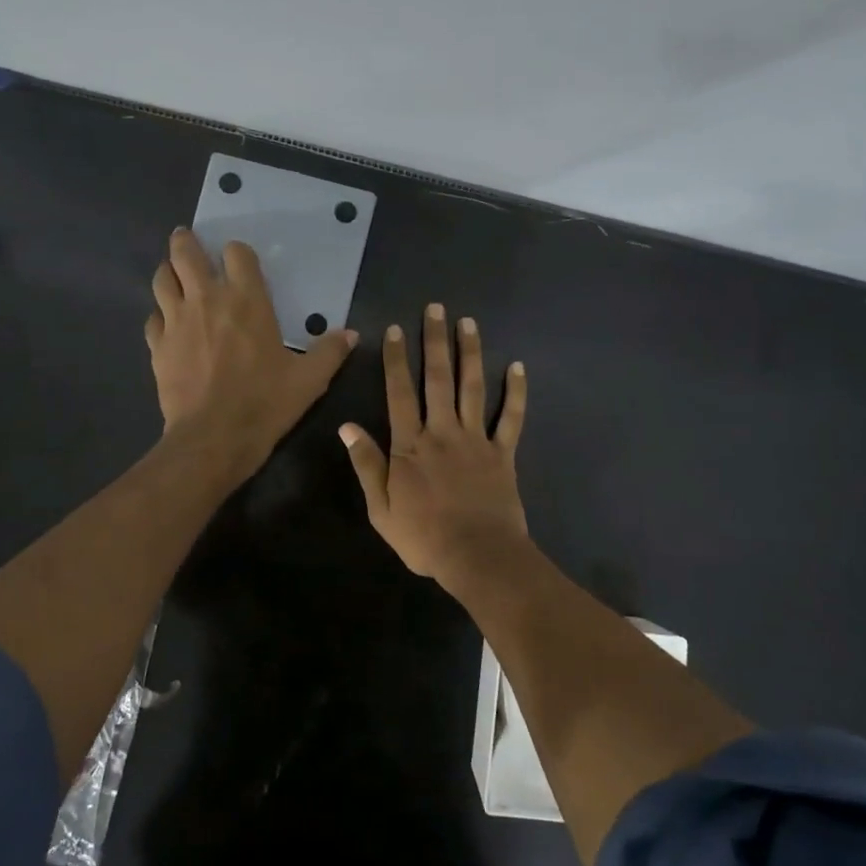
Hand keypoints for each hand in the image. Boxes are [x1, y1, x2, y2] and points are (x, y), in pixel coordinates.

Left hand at [146, 228, 357, 478]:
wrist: (214, 437)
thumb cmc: (265, 403)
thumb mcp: (309, 380)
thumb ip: (330, 352)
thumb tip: (352, 335)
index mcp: (247, 300)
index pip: (237, 253)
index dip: (238, 252)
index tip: (239, 260)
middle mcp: (207, 299)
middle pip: (186, 253)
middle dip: (187, 243)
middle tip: (188, 241)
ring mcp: (176, 321)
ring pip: (162, 279)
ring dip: (169, 272)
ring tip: (174, 275)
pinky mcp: (157, 346)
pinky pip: (153, 317)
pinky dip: (160, 314)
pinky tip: (167, 323)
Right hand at [339, 303, 529, 587]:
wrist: (477, 556)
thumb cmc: (424, 537)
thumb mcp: (381, 508)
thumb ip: (367, 465)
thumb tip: (347, 427)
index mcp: (410, 445)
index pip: (400, 392)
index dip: (397, 360)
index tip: (397, 330)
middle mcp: (443, 432)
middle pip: (438, 379)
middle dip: (436, 341)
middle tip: (436, 309)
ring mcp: (476, 440)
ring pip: (473, 388)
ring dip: (471, 353)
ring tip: (469, 323)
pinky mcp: (503, 454)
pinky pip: (510, 418)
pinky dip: (515, 393)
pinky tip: (518, 367)